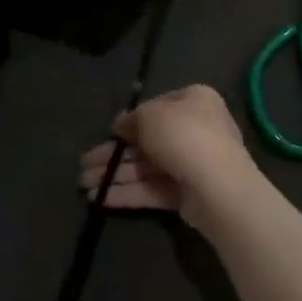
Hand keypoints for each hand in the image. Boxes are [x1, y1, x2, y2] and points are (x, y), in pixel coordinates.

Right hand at [78, 84, 260, 226]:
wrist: (218, 186)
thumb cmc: (184, 135)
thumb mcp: (151, 115)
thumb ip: (132, 118)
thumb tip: (121, 124)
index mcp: (194, 101)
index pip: (157, 107)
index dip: (130, 119)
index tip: (109, 131)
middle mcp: (196, 130)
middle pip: (146, 141)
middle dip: (113, 153)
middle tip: (85, 164)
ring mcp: (192, 164)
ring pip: (146, 167)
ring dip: (114, 174)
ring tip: (83, 183)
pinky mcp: (186, 194)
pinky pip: (152, 189)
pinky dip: (127, 192)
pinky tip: (99, 198)